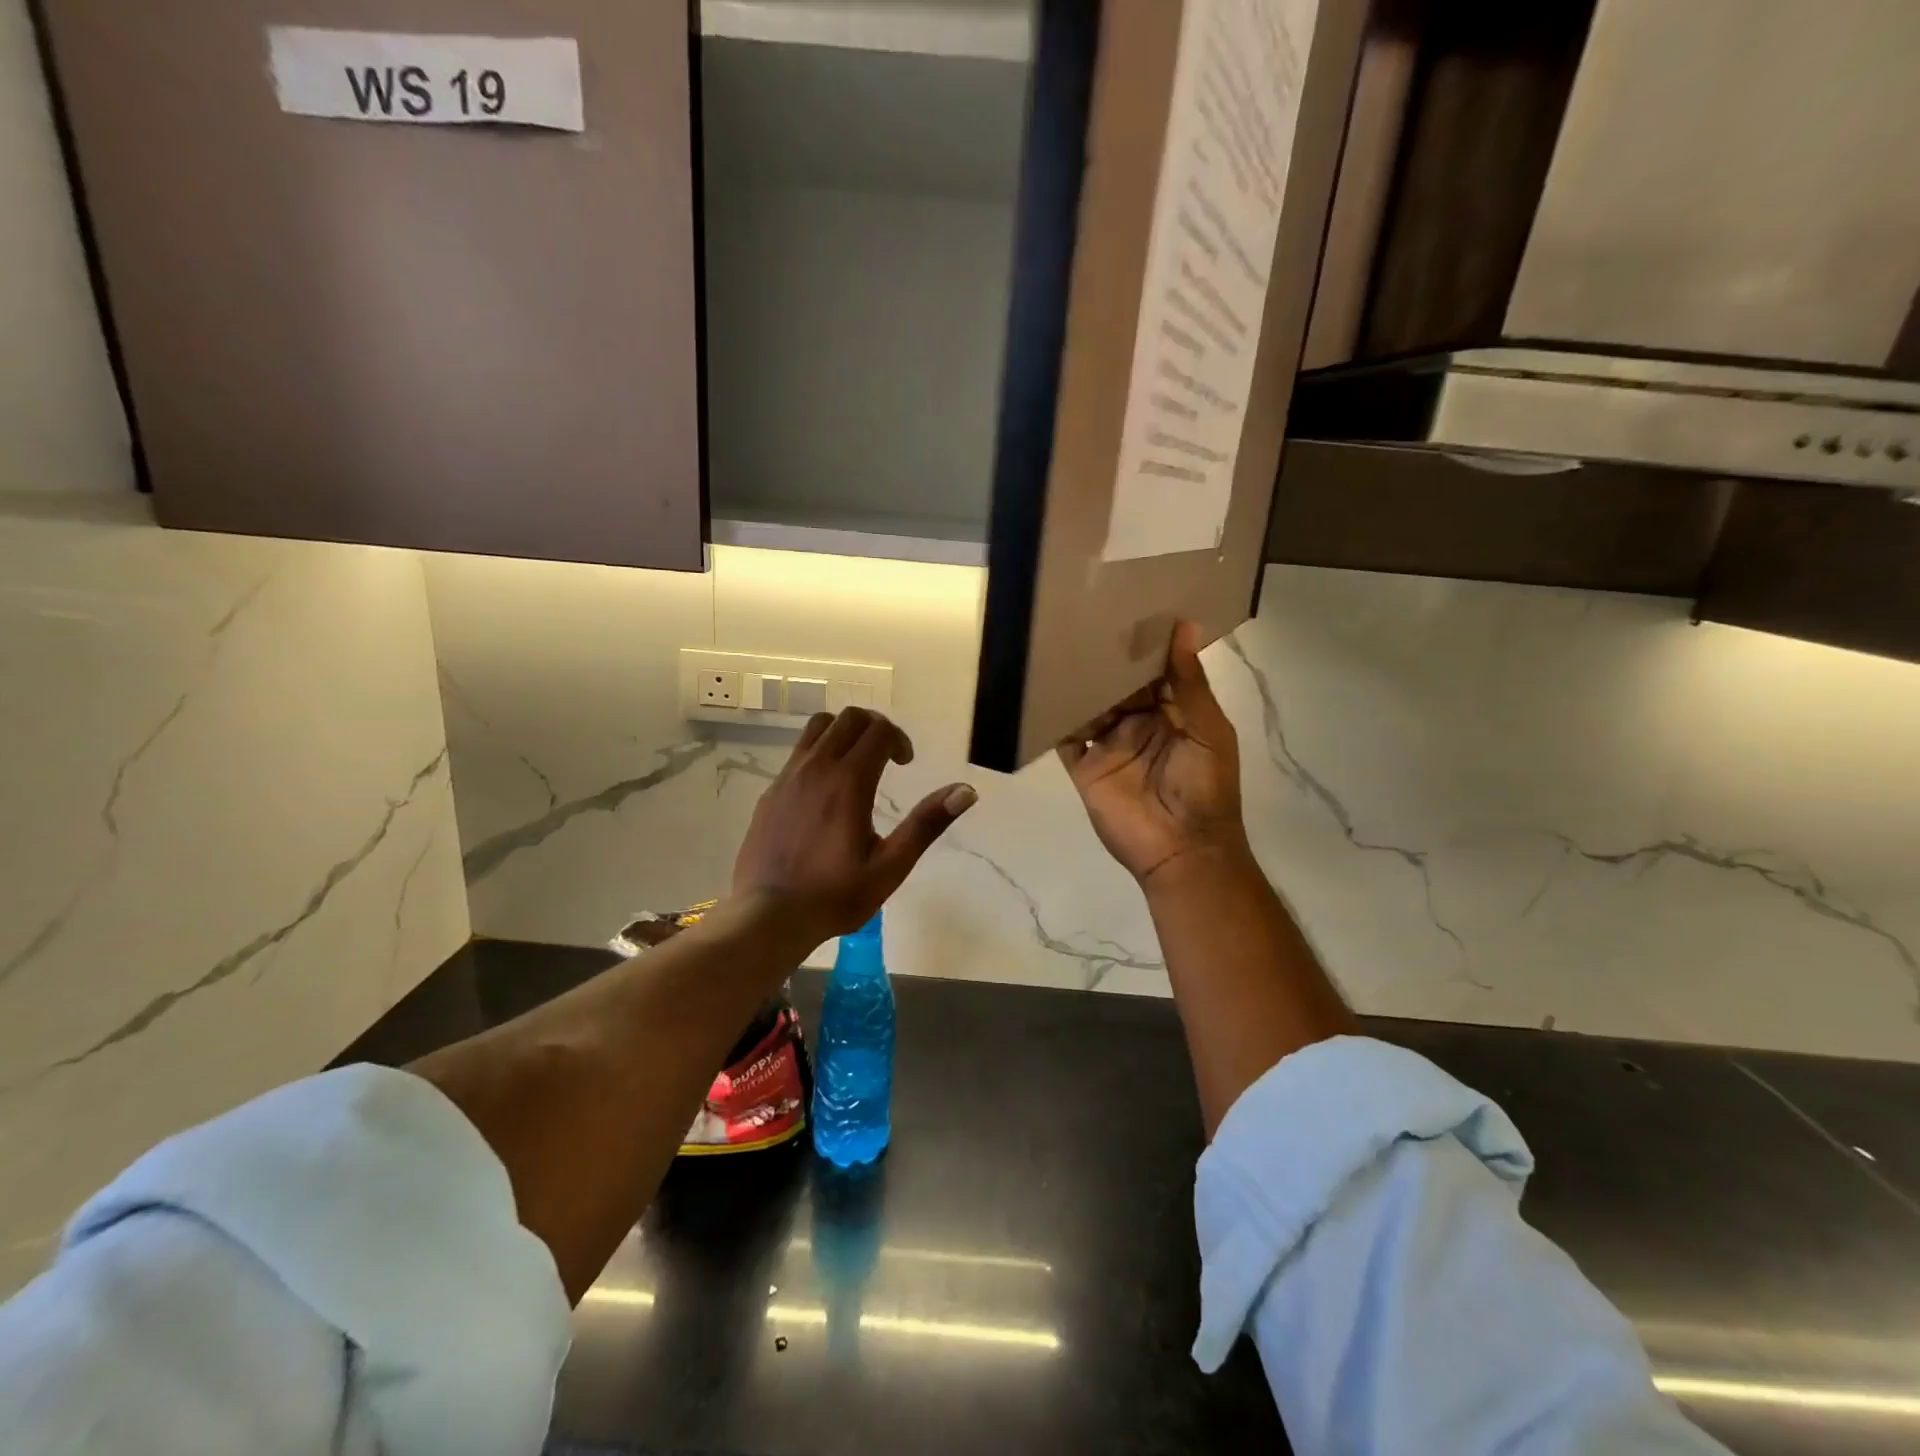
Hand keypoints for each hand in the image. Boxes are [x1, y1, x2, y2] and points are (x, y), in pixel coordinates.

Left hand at [733, 707, 976, 939]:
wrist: (768, 916)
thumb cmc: (836, 894)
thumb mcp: (891, 865)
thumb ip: (927, 823)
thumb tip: (966, 791)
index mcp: (849, 781)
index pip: (879, 730)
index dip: (899, 740)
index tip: (906, 764)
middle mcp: (816, 767)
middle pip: (849, 718)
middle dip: (875, 728)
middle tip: (887, 758)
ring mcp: (788, 776)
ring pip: (819, 727)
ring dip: (844, 733)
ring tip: (856, 764)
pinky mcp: (771, 791)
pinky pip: (799, 752)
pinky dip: (820, 752)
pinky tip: (825, 791)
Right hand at [1058, 621, 1249, 888]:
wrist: (1182, 851)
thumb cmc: (1205, 788)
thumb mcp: (1208, 731)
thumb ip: (1190, 684)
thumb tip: (1185, 626)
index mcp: (1173, 714)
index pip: (1154, 673)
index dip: (1142, 647)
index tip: (1125, 610)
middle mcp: (1139, 725)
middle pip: (1118, 687)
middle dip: (1105, 662)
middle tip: (1082, 621)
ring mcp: (1110, 746)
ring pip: (1090, 707)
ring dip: (1079, 685)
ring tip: (1059, 648)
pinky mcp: (1085, 768)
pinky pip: (1066, 738)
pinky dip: (1055, 718)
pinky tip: (1042, 691)